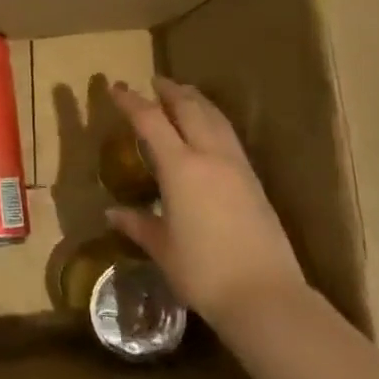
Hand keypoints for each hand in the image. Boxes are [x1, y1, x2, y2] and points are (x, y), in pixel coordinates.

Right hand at [107, 78, 307, 335]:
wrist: (266, 296)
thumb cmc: (204, 272)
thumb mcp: (163, 249)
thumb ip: (138, 224)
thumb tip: (112, 213)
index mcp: (180, 168)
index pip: (150, 121)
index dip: (131, 101)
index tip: (116, 88)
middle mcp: (209, 156)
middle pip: (189, 109)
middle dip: (170, 91)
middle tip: (155, 81)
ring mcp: (237, 167)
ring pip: (215, 118)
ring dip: (196, 101)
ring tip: (184, 93)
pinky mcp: (254, 181)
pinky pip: (229, 136)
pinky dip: (214, 120)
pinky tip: (210, 129)